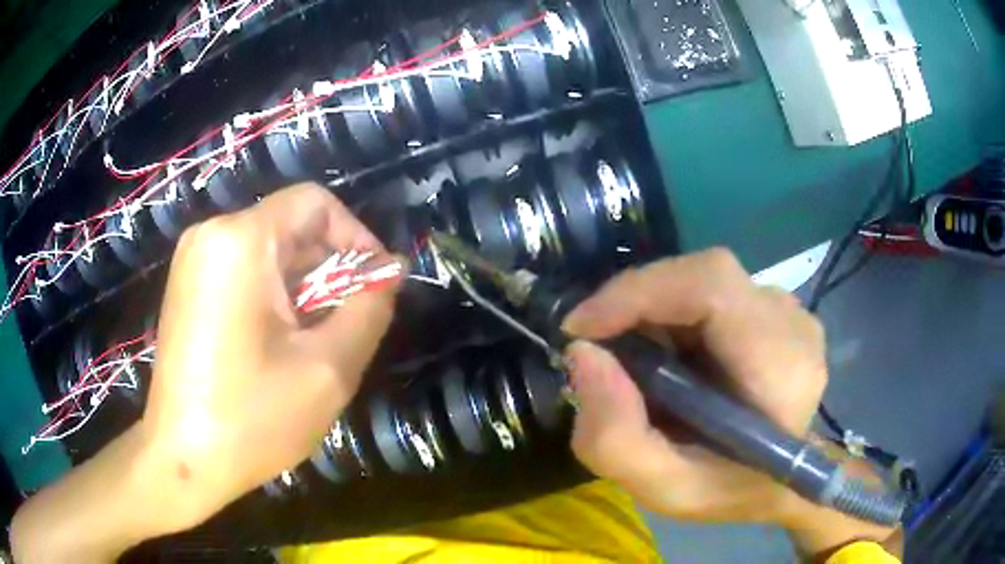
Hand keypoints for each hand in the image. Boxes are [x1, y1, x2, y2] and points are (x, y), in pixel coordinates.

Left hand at [143, 184, 401, 528]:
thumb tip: (388, 273)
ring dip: (303, 289)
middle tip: (347, 327)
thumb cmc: (251, 419)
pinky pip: (244, 272)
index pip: (315, 203)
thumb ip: (369, 310)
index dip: (356, 237)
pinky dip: (274, 298)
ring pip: (270, 253)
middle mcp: (211, 235)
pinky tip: (280, 346)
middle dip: (329, 272)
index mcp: (241, 241)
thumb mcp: (328, 369)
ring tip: (314, 343)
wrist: (183, 460)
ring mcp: (194, 260)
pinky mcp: (188, 286)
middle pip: (291, 228)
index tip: (374, 287)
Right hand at [562, 249, 893, 554]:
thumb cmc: (731, 491)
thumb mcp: (665, 489)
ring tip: (636, 362)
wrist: (783, 482)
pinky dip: (674, 314)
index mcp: (782, 371)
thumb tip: (583, 355)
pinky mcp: (777, 309)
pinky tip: (671, 356)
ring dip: (655, 311)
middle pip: (704, 277)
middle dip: (637, 303)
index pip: (713, 287)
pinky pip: (713, 292)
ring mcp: (790, 312)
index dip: (640, 293)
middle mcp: (794, 326)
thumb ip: (615, 439)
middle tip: (598, 346)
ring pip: (705, 281)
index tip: (581, 328)